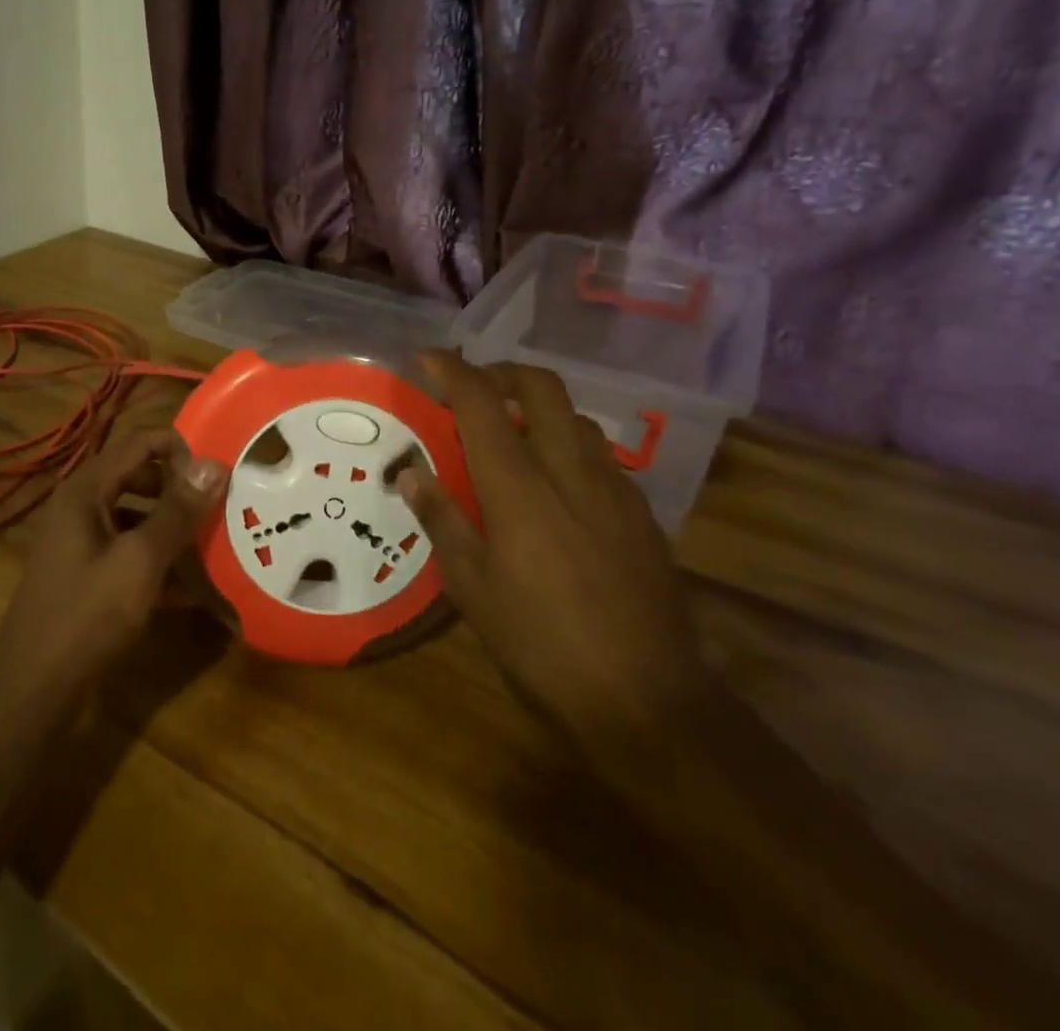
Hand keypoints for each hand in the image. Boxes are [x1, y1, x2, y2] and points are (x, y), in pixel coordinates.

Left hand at [0, 429, 225, 720]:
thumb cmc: (86, 617)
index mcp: (85, 490)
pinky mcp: (86, 574)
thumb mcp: (140, 562)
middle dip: (180, 492)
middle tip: (221, 509)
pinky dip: (158, 563)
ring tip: (215, 548)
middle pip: (139, 478)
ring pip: (137, 518)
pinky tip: (192, 591)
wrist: (33, 692)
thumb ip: (177, 512)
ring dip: (174, 531)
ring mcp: (80, 542)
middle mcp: (80, 507)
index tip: (218, 475)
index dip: (180, 450)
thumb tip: (214, 463)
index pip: (139, 442)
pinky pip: (129, 552)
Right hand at [399, 351, 713, 766]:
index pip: (482, 404)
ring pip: (576, 418)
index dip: (453, 371)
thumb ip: (442, 519)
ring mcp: (615, 490)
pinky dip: (569, 447)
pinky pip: (601, 456)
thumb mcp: (473, 588)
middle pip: (542, 388)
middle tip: (474, 389)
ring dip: (539, 410)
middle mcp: (570, 472)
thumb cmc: (541, 646)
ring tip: (512, 438)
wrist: (649, 702)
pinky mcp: (643, 516)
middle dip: (503, 372)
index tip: (428, 358)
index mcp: (519, 488)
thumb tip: (410, 471)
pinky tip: (557, 488)